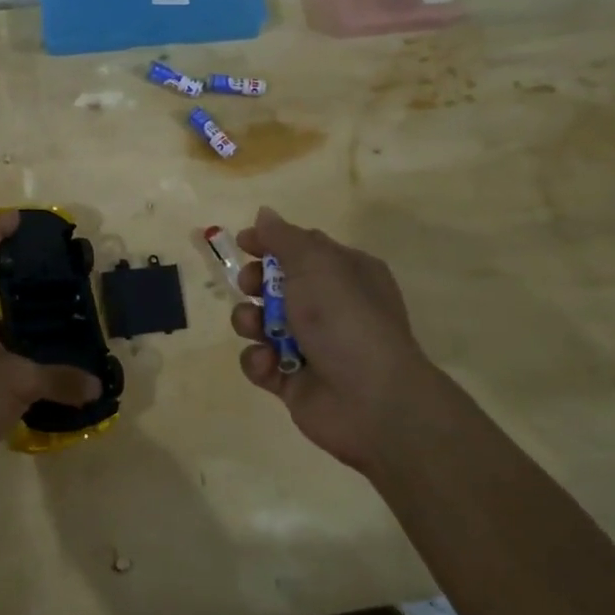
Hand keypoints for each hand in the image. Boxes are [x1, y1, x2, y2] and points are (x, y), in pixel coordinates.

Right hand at [231, 206, 452, 472]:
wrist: (372, 400)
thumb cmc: (345, 318)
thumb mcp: (315, 263)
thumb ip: (283, 237)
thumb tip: (264, 214)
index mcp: (345, 273)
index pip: (301, 248)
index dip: (269, 243)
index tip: (242, 243)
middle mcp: (330, 306)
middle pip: (276, 284)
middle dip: (254, 281)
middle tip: (250, 285)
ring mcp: (310, 345)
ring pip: (261, 322)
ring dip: (249, 321)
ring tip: (256, 328)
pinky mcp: (292, 380)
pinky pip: (261, 362)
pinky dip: (258, 360)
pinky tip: (268, 363)